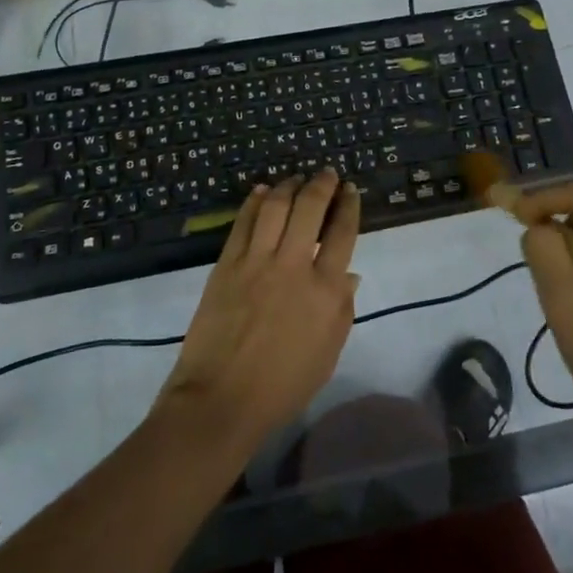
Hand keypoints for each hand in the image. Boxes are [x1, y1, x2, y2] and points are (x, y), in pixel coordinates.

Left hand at [161, 171, 360, 450]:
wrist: (222, 399)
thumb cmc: (282, 385)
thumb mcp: (327, 354)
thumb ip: (342, 310)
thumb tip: (350, 275)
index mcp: (325, 291)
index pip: (342, 234)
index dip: (348, 207)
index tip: (350, 191)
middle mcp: (294, 266)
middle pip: (310, 209)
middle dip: (322, 185)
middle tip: (327, 174)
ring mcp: (257, 261)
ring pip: (276, 207)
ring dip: (288, 186)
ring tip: (295, 178)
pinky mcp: (227, 264)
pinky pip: (243, 223)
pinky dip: (254, 202)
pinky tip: (261, 191)